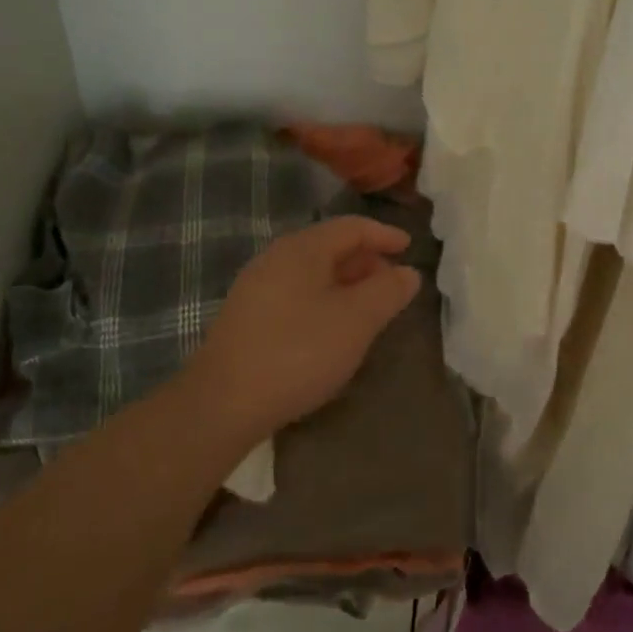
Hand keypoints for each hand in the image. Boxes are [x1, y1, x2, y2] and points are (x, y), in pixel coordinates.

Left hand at [185, 216, 421, 442]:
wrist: (222, 404)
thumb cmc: (298, 352)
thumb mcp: (356, 321)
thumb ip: (388, 291)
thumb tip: (408, 273)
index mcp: (303, 248)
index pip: (352, 227)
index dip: (385, 235)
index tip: (410, 248)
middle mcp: (276, 258)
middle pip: (330, 247)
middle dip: (366, 261)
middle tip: (393, 284)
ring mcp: (256, 287)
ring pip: (312, 273)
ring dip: (346, 284)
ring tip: (368, 309)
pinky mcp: (246, 317)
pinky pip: (296, 294)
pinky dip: (324, 300)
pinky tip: (332, 330)